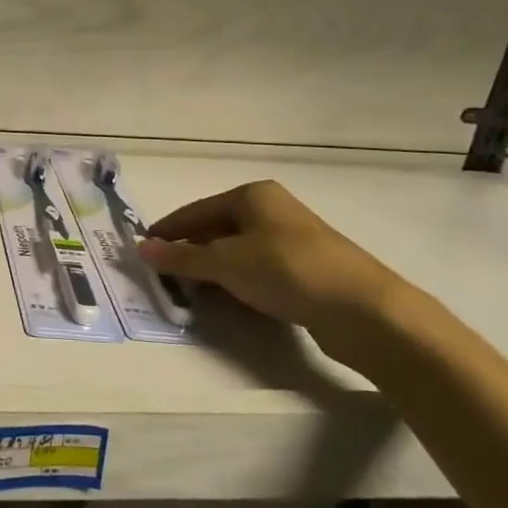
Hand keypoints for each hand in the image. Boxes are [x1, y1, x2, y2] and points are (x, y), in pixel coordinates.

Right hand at [136, 180, 418, 361]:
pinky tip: (230, 298)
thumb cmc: (289, 272)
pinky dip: (239, 280)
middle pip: (217, 228)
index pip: (196, 210)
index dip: (168, 230)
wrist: (366, 311)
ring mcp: (293, 239)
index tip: (144, 249)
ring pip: (238, 250)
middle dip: (190, 250)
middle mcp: (273, 210)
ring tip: (190, 289)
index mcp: (253, 196)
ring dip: (214, 268)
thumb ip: (183, 257)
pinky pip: (259, 269)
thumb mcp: (227, 263)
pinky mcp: (307, 269)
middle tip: (163, 273)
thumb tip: (141, 248)